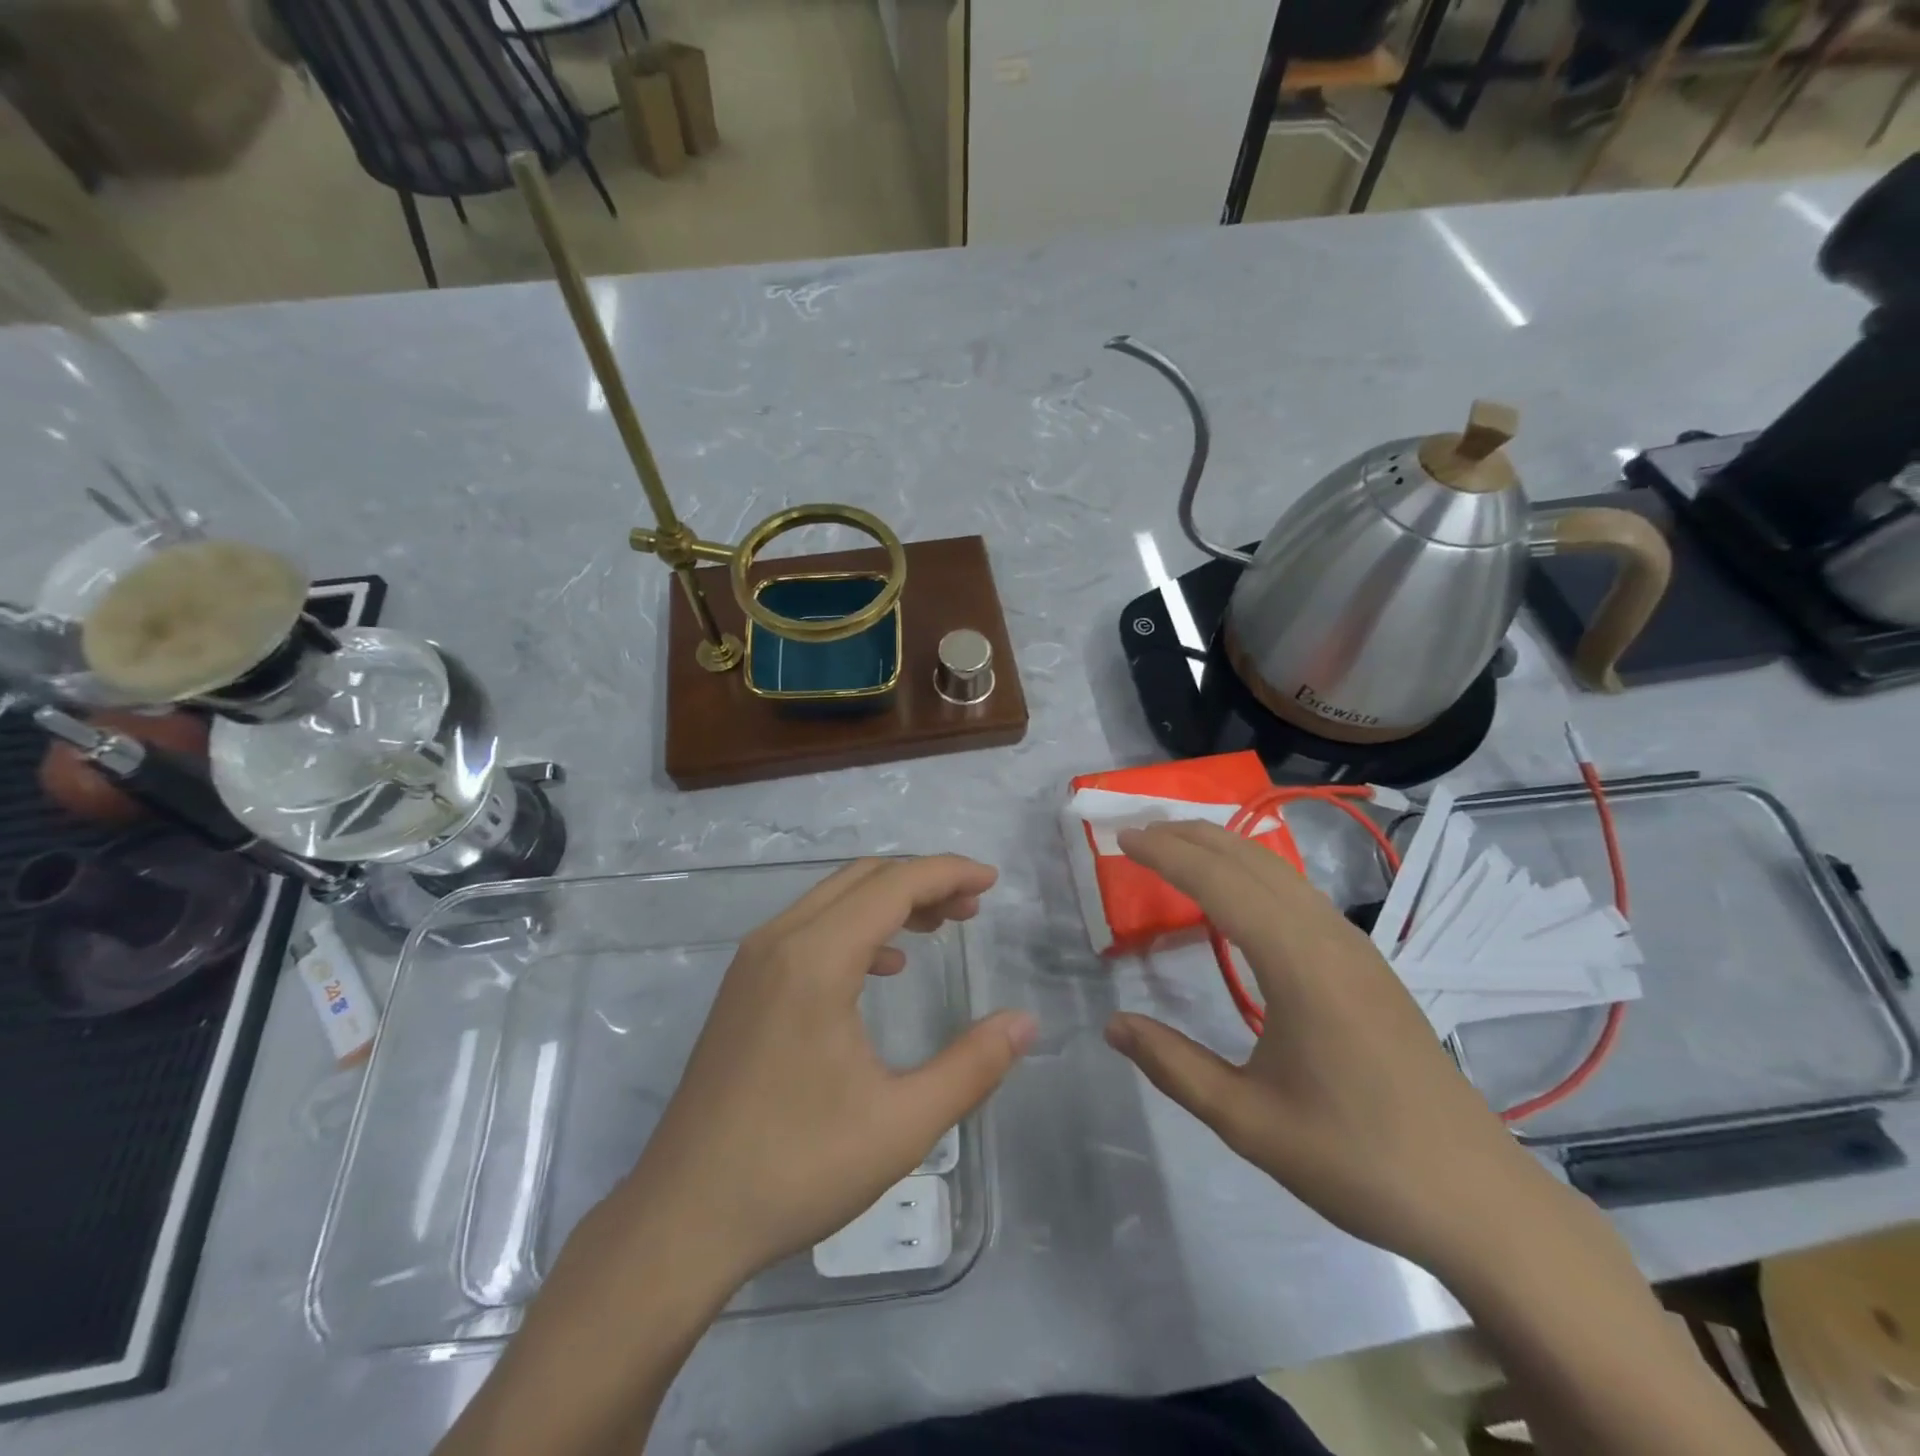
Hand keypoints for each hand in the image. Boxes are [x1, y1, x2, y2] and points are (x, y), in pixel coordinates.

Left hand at [611, 856, 1035, 1292]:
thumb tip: (1025, 1022)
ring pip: (833, 898)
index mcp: (816, 959)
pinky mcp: (743, 986)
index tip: (992, 883)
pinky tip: (884, 967)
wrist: (682, 1218)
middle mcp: (780, 941)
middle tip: (971, 909)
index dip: (948, 873)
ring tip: (938, 928)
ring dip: (889, 901)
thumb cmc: (796, 1168)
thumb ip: (972, 1066)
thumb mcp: (901, 1124)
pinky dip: (855, 927)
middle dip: (923, 881)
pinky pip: (810, 927)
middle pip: (863, 878)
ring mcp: (754, 961)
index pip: (894, 884)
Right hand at [1105, 821, 1548, 1276]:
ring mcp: (1356, 948)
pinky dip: (1254, 872)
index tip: (1122, 838)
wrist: (1477, 1200)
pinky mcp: (1369, 965)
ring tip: (1177, 846)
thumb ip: (1173, 1065)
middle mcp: (1328, 938)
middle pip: (1252, 860)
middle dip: (1192, 835)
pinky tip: (1239, 893)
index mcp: (1298, 964)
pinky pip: (1300, 894)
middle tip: (1139, 830)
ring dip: (1225, 849)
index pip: (1220, 884)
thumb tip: (1112, 1024)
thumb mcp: (1247, 1121)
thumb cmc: (1356, 1159)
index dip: (1167, 855)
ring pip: (1281, 872)